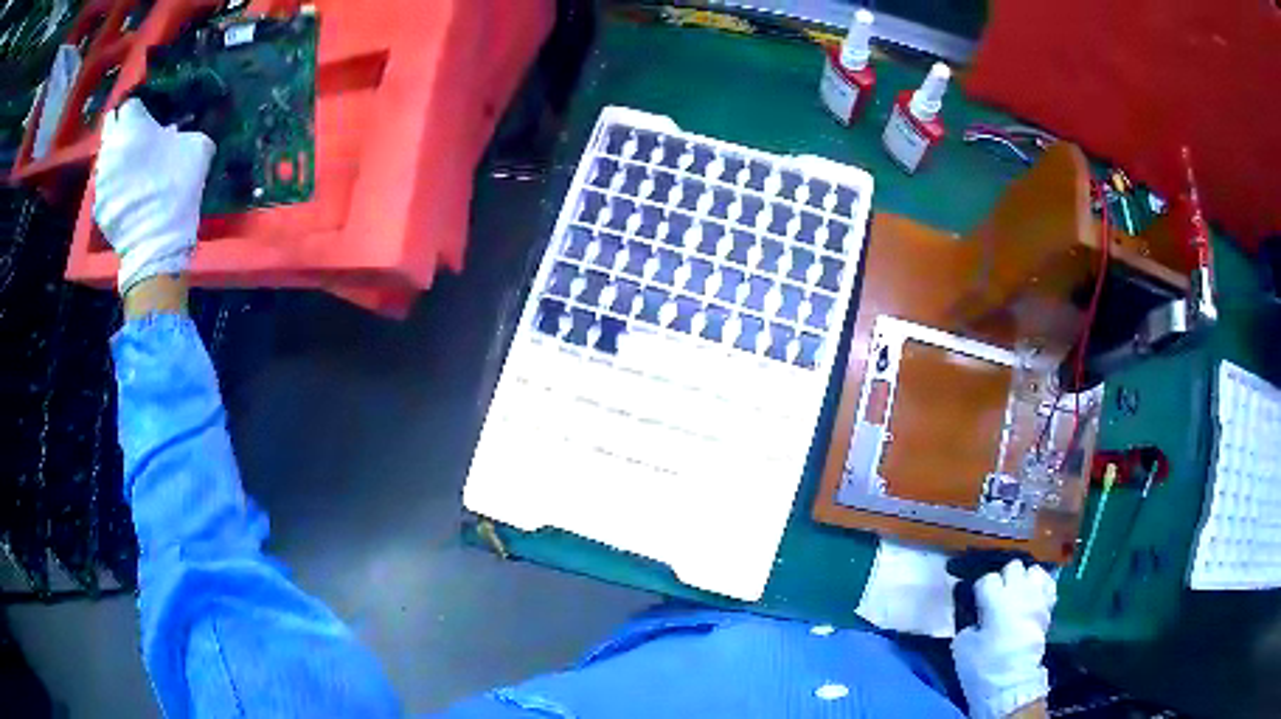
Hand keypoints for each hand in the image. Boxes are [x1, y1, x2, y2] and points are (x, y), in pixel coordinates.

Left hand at [93, 98, 214, 292]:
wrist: (157, 243)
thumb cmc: (176, 185)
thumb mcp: (197, 146)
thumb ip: (183, 131)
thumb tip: (176, 132)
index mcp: (131, 125)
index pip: (130, 103)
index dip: (140, 108)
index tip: (149, 116)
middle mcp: (110, 147)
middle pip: (109, 124)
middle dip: (120, 125)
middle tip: (133, 134)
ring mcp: (100, 180)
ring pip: (104, 156)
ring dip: (115, 156)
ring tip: (130, 167)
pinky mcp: (98, 208)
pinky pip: (104, 188)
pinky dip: (113, 187)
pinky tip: (126, 194)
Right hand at [951, 560, 1055, 718]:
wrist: (1011, 683)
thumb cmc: (984, 665)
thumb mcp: (963, 645)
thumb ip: (969, 623)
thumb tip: (976, 617)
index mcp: (995, 599)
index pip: (987, 578)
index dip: (981, 590)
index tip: (977, 602)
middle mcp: (1019, 591)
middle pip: (1013, 567)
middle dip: (1005, 578)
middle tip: (997, 596)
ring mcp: (1037, 597)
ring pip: (1034, 570)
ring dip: (1025, 579)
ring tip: (1018, 593)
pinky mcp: (1048, 607)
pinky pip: (1048, 584)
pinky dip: (1041, 587)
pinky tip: (1033, 597)